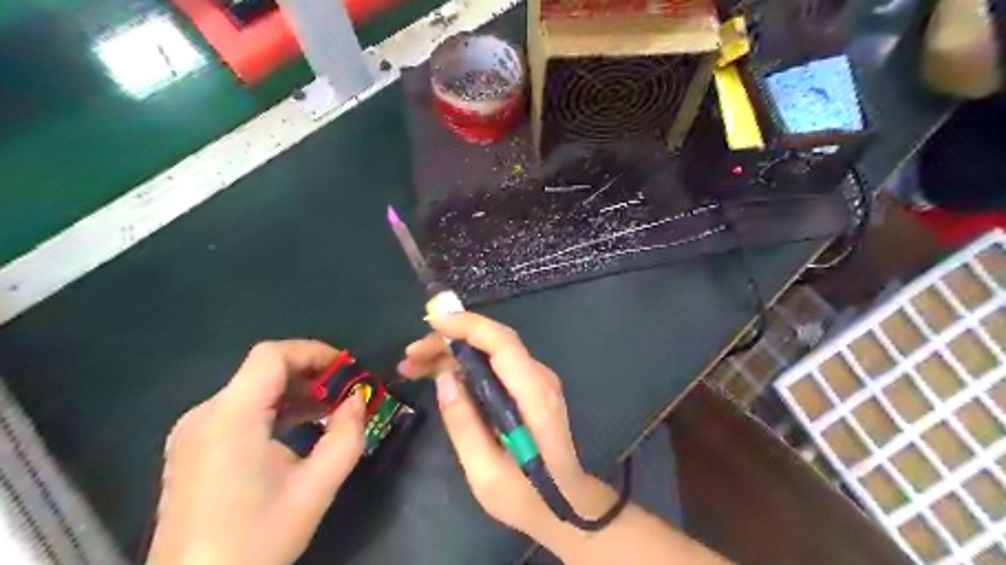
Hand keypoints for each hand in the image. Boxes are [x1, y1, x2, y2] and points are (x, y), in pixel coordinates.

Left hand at [147, 339, 368, 564]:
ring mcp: (193, 432)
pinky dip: (274, 409)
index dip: (314, 352)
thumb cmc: (256, 540)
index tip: (348, 370)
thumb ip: (346, 435)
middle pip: (262, 370)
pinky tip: (298, 428)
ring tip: (330, 409)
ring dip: (295, 392)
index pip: (272, 355)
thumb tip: (358, 400)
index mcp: (231, 417)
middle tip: (346, 392)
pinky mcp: (192, 449)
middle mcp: (204, 414)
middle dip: (310, 373)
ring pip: (252, 389)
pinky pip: (239, 411)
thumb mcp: (316, 487)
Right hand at [397, 317, 616, 540]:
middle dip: (449, 340)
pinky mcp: (527, 387)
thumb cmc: (526, 497)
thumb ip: (464, 424)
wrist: (567, 504)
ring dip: (452, 352)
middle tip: (410, 355)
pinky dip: (464, 364)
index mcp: (534, 396)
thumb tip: (444, 378)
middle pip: (493, 342)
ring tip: (413, 365)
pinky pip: (493, 364)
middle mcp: (539, 378)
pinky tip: (438, 374)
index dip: (469, 326)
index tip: (433, 321)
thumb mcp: (485, 473)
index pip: (503, 344)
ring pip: (490, 350)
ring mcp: (535, 380)